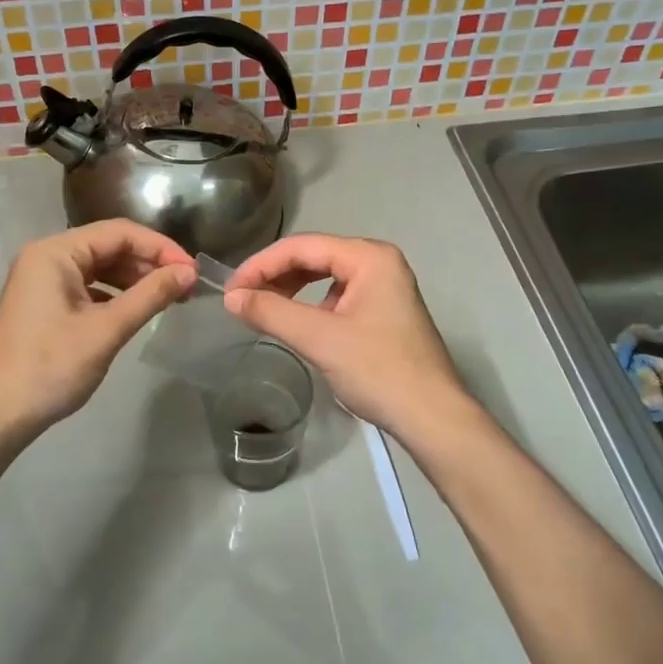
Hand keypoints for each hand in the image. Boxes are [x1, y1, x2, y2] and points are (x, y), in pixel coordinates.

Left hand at [0, 221, 196, 437]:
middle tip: (186, 286)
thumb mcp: (106, 330)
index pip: (118, 232)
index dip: (160, 247)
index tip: (192, 270)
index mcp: (54, 252)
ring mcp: (42, 281)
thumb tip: (188, 272)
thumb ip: (149, 296)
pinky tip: (137, 310)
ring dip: (134, 279)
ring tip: (169, 297)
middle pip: (108, 246)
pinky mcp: (44, 304)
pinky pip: (87, 287)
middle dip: (148, 263)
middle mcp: (46, 257)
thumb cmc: (50, 368)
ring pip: (99, 267)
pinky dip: (115, 295)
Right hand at [224, 234, 469, 440]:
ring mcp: (384, 287)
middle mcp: (379, 263)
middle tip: (242, 299)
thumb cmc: (378, 370)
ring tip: (262, 309)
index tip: (231, 290)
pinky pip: (337, 296)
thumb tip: (231, 298)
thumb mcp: (319, 339)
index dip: (261, 265)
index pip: (302, 246)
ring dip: (291, 289)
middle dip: (275, 275)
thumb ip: (271, 312)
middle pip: (314, 257)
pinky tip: (296, 323)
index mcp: (369, 257)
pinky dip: (310, 305)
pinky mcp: (383, 312)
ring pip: (324, 276)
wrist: (431, 417)